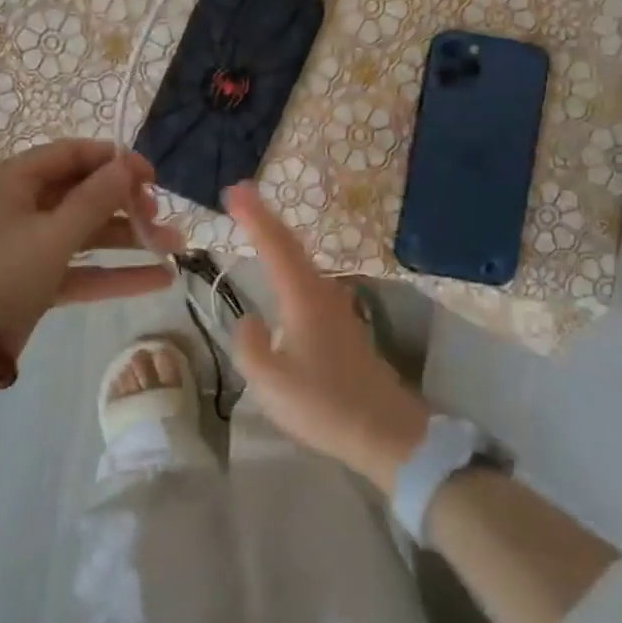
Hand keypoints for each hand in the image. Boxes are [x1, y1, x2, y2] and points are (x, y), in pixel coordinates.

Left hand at [0, 140, 180, 356]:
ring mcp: (25, 243)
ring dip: (126, 240)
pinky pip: (77, 267)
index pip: (70, 155)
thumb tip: (128, 164)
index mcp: (11, 179)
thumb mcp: (52, 235)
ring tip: (175, 246)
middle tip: (159, 216)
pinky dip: (111, 272)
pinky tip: (157, 279)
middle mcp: (16, 203)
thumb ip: (95, 199)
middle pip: (81, 194)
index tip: (152, 176)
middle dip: (125, 205)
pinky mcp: (32, 278)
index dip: (114, 161)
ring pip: (83, 232)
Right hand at [224, 182, 429, 492]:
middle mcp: (323, 293)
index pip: (274, 245)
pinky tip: (284, 278)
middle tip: (240, 197)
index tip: (234, 189)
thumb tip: (252, 321)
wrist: (387, 433)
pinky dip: (290, 267)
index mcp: (303, 298)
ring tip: (256, 228)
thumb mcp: (270, 382)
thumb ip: (251, 346)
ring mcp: (338, 309)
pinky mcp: (344, 328)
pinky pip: (309, 283)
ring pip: (302, 263)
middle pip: (291, 246)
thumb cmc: (324, 405)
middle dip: (265, 219)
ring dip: (279, 242)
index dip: (253, 215)